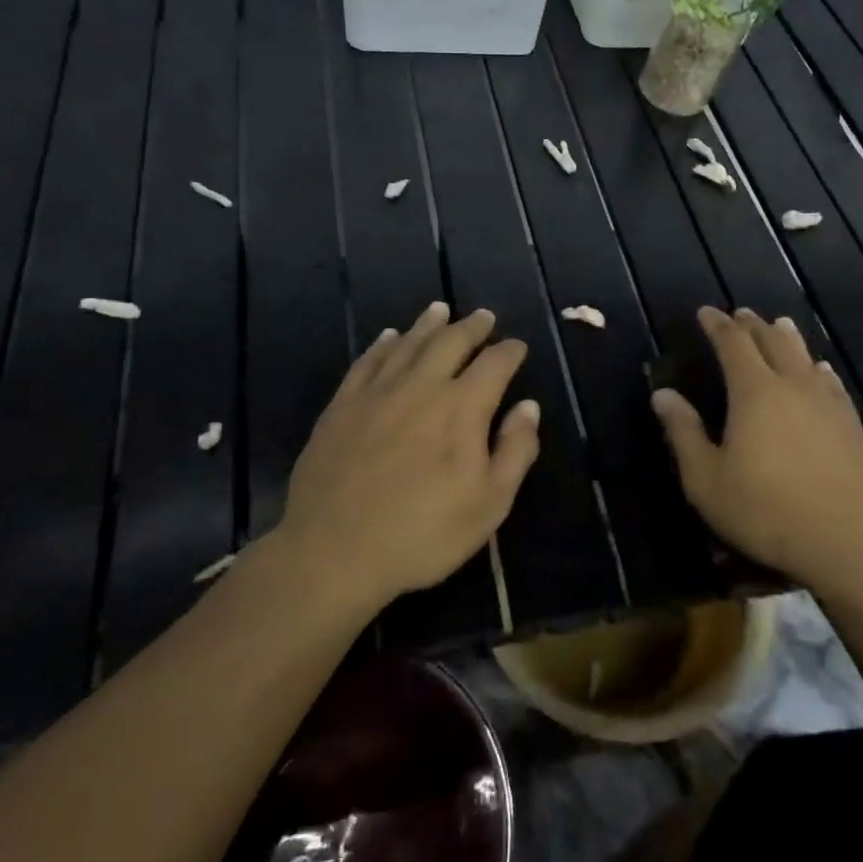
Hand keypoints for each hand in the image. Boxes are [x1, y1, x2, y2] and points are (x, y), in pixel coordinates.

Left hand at [281, 301, 540, 608]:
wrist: (334, 551)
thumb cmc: (423, 533)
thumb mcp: (489, 504)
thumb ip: (515, 450)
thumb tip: (528, 406)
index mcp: (461, 407)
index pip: (494, 364)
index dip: (510, 351)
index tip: (518, 347)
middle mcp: (421, 386)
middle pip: (451, 342)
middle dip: (472, 327)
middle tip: (484, 316)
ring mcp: (377, 392)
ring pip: (407, 343)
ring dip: (428, 325)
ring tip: (440, 310)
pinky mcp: (343, 405)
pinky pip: (367, 361)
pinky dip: (382, 344)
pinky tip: (388, 337)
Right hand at [651, 307, 862, 596]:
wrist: (847, 542)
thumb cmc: (765, 511)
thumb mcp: (706, 480)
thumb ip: (683, 432)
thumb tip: (662, 393)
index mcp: (754, 392)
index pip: (733, 343)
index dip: (717, 325)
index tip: (705, 312)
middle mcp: (792, 385)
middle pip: (771, 341)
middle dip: (751, 324)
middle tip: (738, 314)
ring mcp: (827, 402)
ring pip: (804, 356)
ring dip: (787, 337)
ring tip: (778, 324)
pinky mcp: (851, 424)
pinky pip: (832, 382)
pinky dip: (818, 368)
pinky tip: (821, 370)